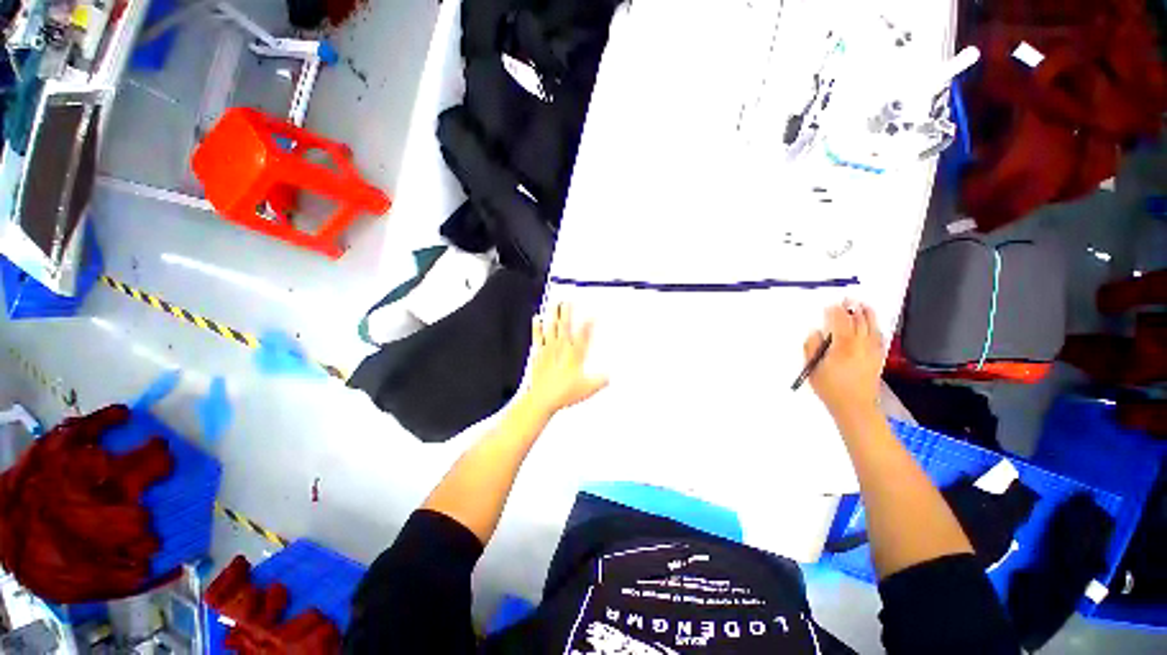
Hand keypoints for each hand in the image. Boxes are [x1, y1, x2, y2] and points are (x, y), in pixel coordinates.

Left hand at [524, 303, 608, 414]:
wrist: (541, 399)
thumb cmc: (564, 393)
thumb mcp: (588, 389)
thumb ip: (600, 380)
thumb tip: (609, 375)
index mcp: (575, 355)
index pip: (584, 334)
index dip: (590, 323)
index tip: (594, 314)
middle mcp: (562, 348)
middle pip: (565, 326)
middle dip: (568, 312)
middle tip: (569, 301)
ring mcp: (549, 350)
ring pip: (552, 327)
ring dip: (553, 315)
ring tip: (555, 303)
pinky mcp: (538, 354)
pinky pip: (538, 336)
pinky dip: (537, 327)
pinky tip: (537, 318)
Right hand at [804, 302, 883, 424]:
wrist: (855, 407)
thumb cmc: (829, 388)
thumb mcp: (812, 368)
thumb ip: (811, 348)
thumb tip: (815, 333)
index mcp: (842, 346)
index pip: (840, 322)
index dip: (835, 312)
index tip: (830, 305)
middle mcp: (860, 345)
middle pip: (858, 322)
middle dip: (852, 310)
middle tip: (848, 299)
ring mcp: (872, 351)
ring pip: (871, 328)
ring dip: (867, 315)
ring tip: (864, 306)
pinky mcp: (878, 358)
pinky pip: (879, 338)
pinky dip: (875, 328)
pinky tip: (873, 326)